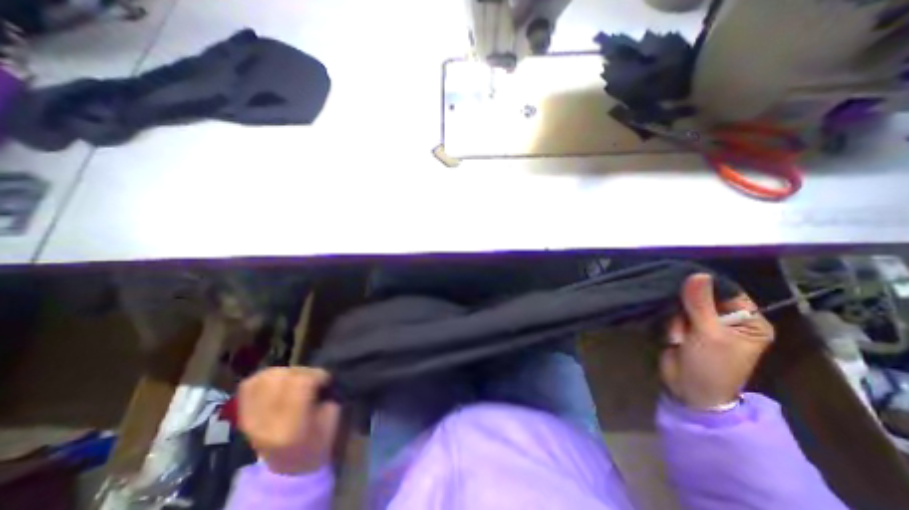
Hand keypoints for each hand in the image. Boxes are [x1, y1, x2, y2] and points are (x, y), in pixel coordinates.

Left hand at [238, 367, 339, 472]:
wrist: (288, 466)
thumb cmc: (317, 441)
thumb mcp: (331, 419)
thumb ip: (326, 395)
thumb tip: (319, 376)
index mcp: (292, 427)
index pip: (301, 383)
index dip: (318, 374)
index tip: (325, 380)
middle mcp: (265, 423)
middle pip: (283, 377)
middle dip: (302, 372)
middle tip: (311, 380)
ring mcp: (249, 419)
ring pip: (265, 378)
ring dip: (285, 373)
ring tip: (295, 381)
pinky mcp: (242, 415)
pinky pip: (249, 385)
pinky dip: (265, 378)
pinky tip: (277, 382)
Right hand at [663, 275, 772, 409]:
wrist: (688, 391)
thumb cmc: (711, 366)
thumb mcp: (709, 334)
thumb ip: (700, 304)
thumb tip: (698, 274)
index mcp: (748, 321)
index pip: (727, 292)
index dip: (706, 287)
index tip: (685, 286)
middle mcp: (727, 320)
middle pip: (701, 297)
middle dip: (687, 308)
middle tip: (684, 323)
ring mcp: (703, 324)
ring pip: (682, 305)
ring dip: (676, 319)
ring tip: (679, 337)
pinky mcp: (684, 328)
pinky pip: (673, 314)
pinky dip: (670, 323)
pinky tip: (672, 337)